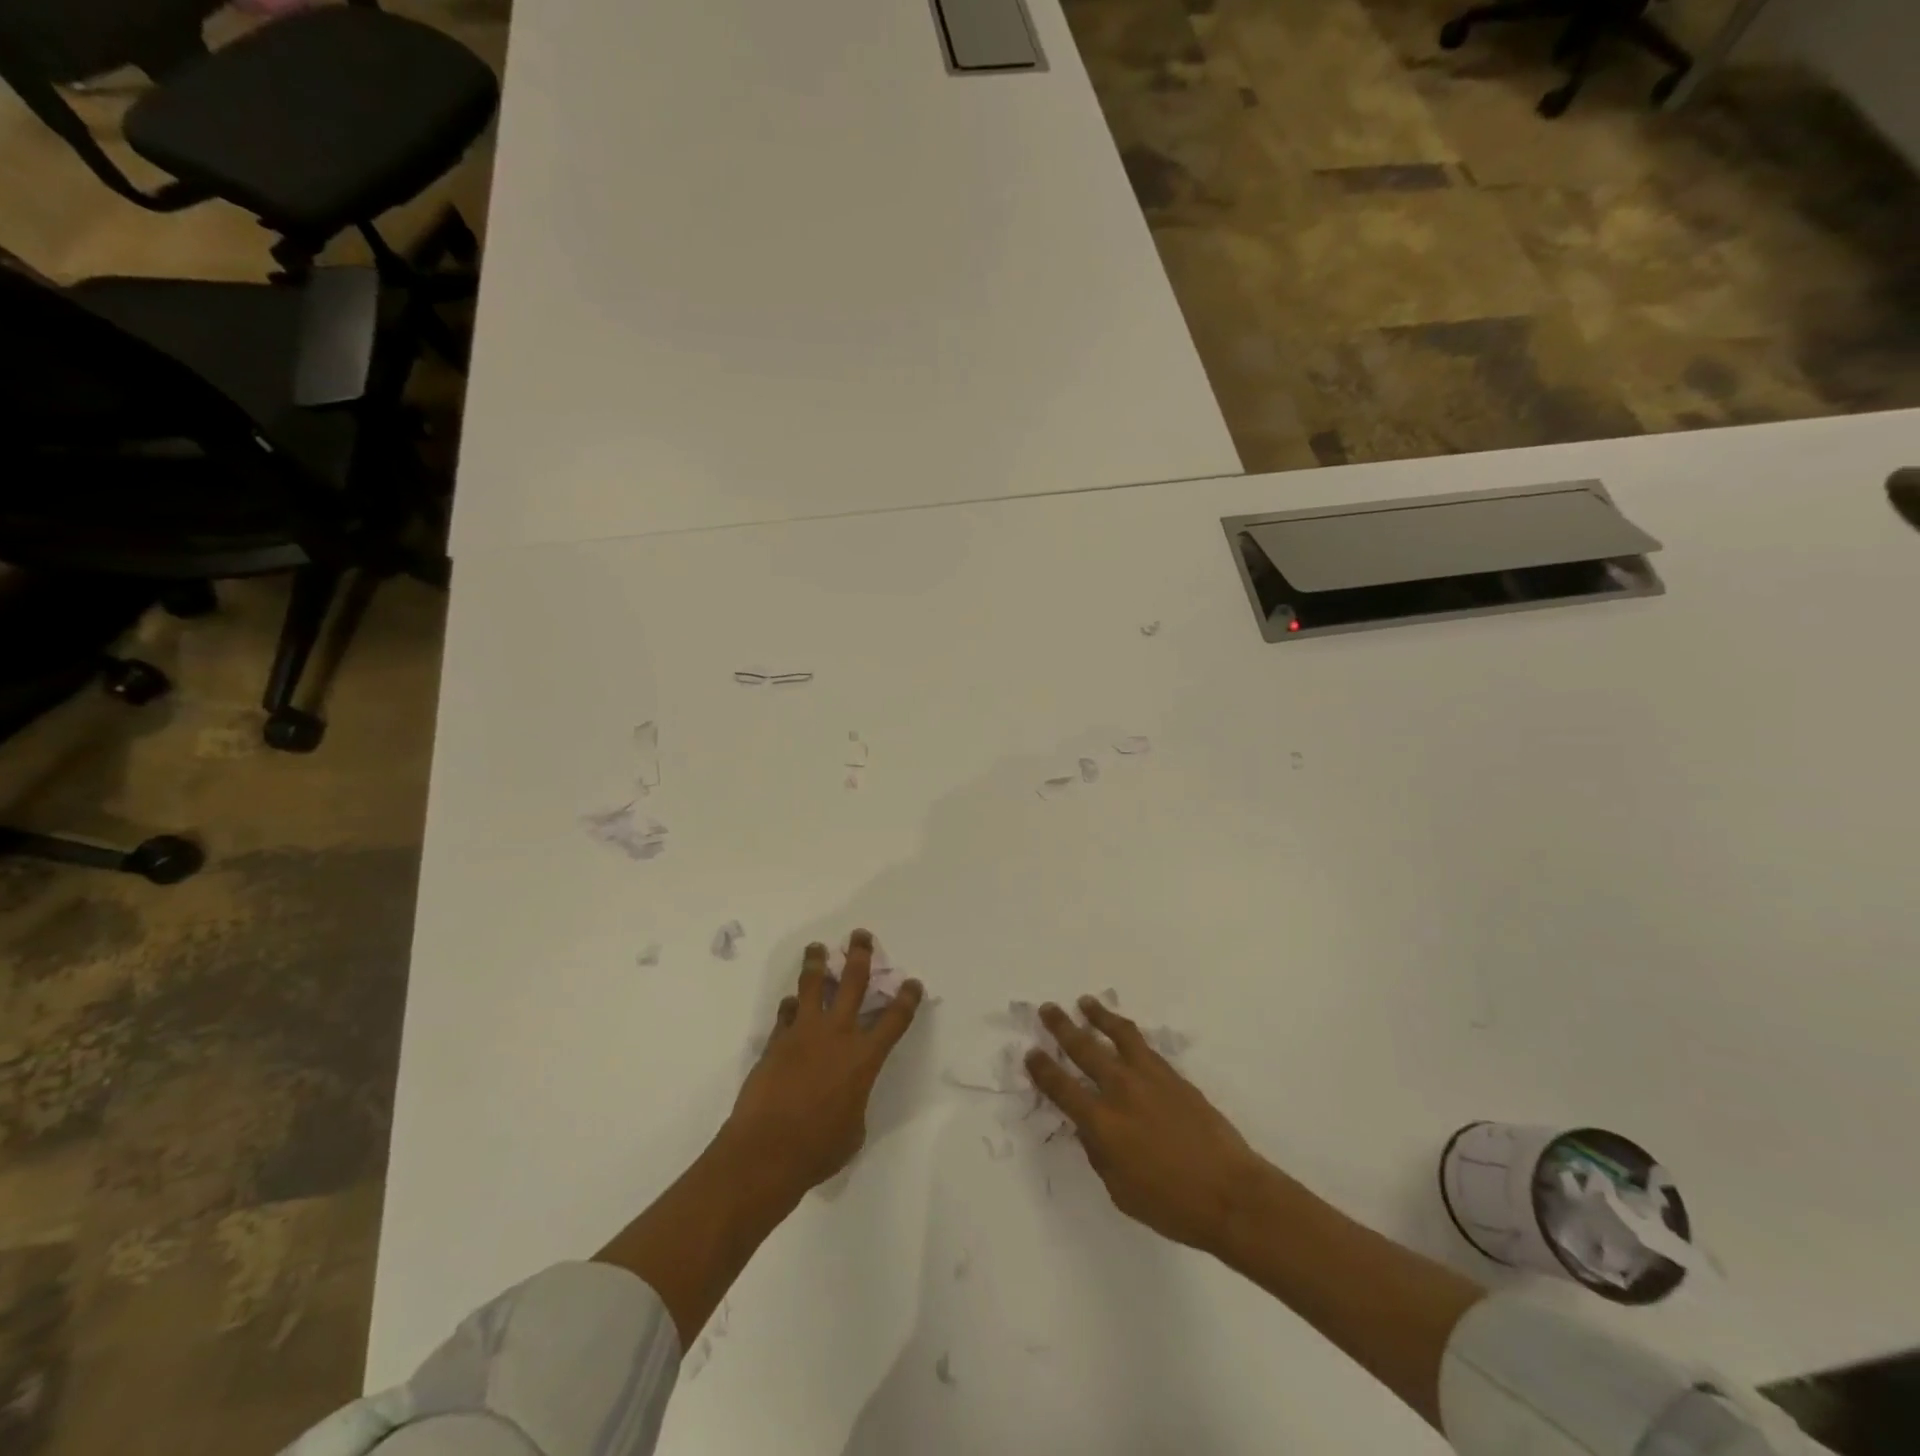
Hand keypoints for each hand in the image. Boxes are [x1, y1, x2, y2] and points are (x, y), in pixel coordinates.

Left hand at [722, 930, 923, 1199]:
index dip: (907, 998)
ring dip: (817, 963)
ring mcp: (803, 1034)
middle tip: (860, 936)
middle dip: (860, 955)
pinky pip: (786, 1013)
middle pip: (852, 982)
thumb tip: (845, 1094)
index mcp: (863, 1058)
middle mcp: (837, 1035)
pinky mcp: (776, 1042)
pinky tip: (791, 1002)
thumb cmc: (818, 1149)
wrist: (765, 1152)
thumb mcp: (853, 1129)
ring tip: (817, 948)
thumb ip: (855, 1100)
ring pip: (812, 986)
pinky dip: (791, 1006)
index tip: (912, 982)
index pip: (894, 1019)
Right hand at [1027, 997, 1266, 1251]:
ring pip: (1117, 1035)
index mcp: (1102, 1123)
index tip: (1031, 1053)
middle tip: (1048, 1009)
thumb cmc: (1171, 1205)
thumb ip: (1099, 1154)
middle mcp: (1120, 1091)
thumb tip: (1088, 1128)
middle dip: (1062, 1027)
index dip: (1043, 1069)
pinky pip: (1143, 1045)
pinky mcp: (1173, 1075)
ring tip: (1085, 1002)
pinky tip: (1123, 1029)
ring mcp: (1149, 1078)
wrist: (1231, 1194)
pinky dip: (1127, 1032)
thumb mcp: (1121, 1191)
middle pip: (1084, 1049)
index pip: (1062, 1088)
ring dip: (1097, 1016)